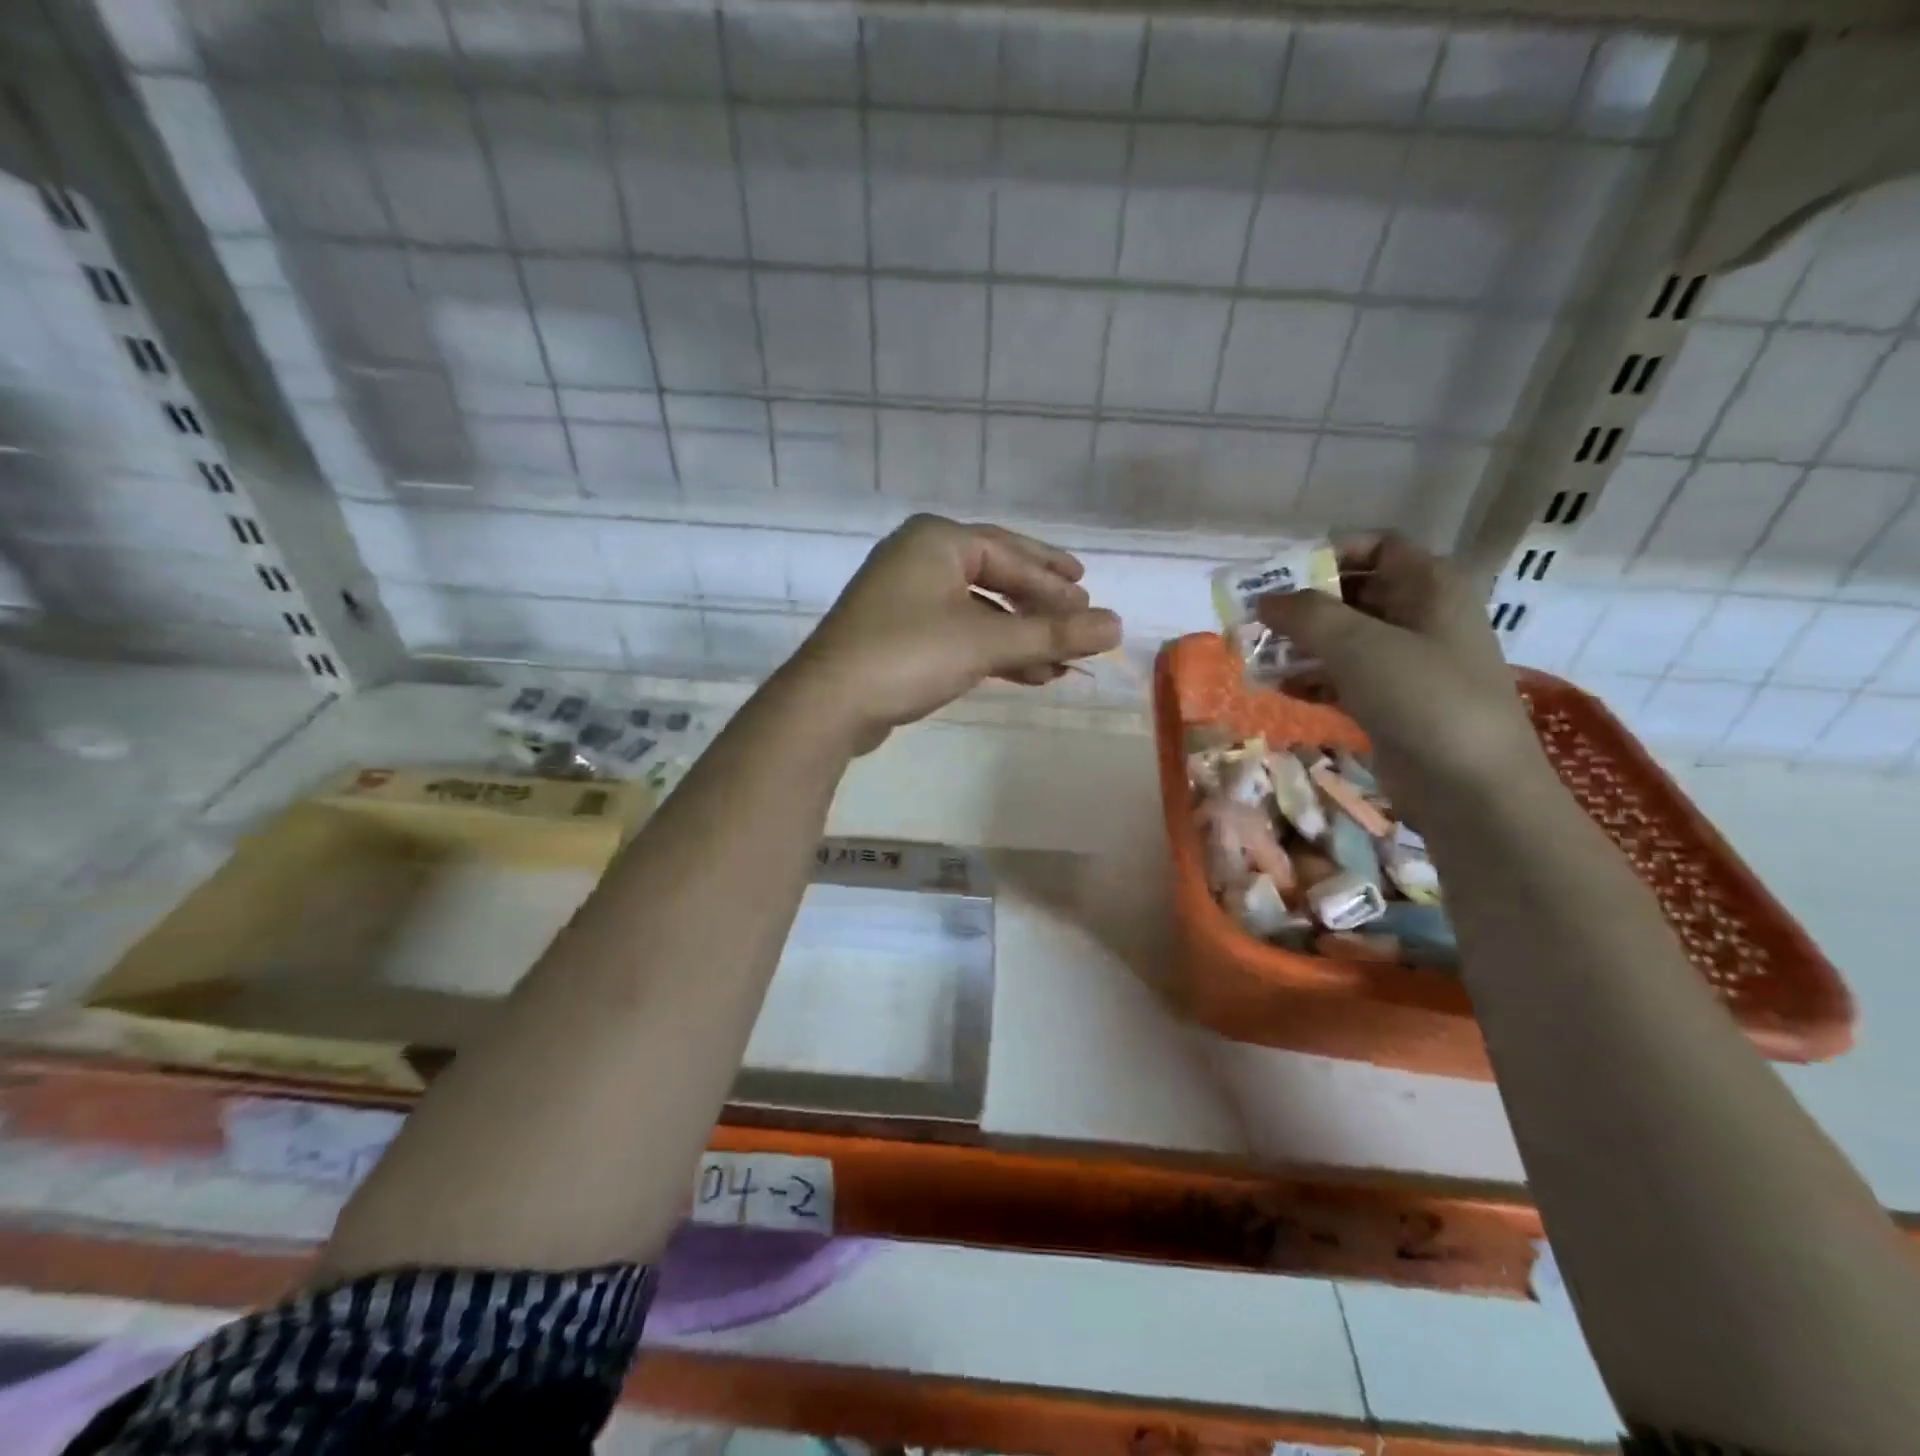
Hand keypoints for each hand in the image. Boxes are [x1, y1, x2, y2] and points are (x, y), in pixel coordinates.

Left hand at [786, 515, 1121, 752]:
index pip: (1009, 554)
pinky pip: (958, 634)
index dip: (1054, 580)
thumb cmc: (909, 655)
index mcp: (936, 541)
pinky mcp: (898, 636)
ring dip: (1019, 636)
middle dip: (1038, 604)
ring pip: (978, 611)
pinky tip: (1026, 674)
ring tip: (1060, 662)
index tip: (1089, 601)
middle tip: (1078, 616)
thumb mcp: (986, 641)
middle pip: (995, 576)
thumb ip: (1052, 634)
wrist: (829, 704)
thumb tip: (1118, 627)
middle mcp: (918, 560)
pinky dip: (992, 652)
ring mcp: (904, 599)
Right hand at [1257, 535, 1541, 804]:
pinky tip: (1278, 689)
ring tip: (1256, 655)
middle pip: (1355, 594)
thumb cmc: (1422, 698)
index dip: (1328, 554)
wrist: (1471, 788)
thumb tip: (1264, 599)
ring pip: (1345, 640)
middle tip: (1255, 619)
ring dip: (1301, 645)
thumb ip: (1306, 614)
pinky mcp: (1394, 703)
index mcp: (1430, 586)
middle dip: (1304, 605)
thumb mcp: (1359, 645)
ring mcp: (1409, 664)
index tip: (1281, 576)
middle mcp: (1423, 617)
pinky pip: (1345, 678)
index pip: (1377, 547)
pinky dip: (1313, 679)